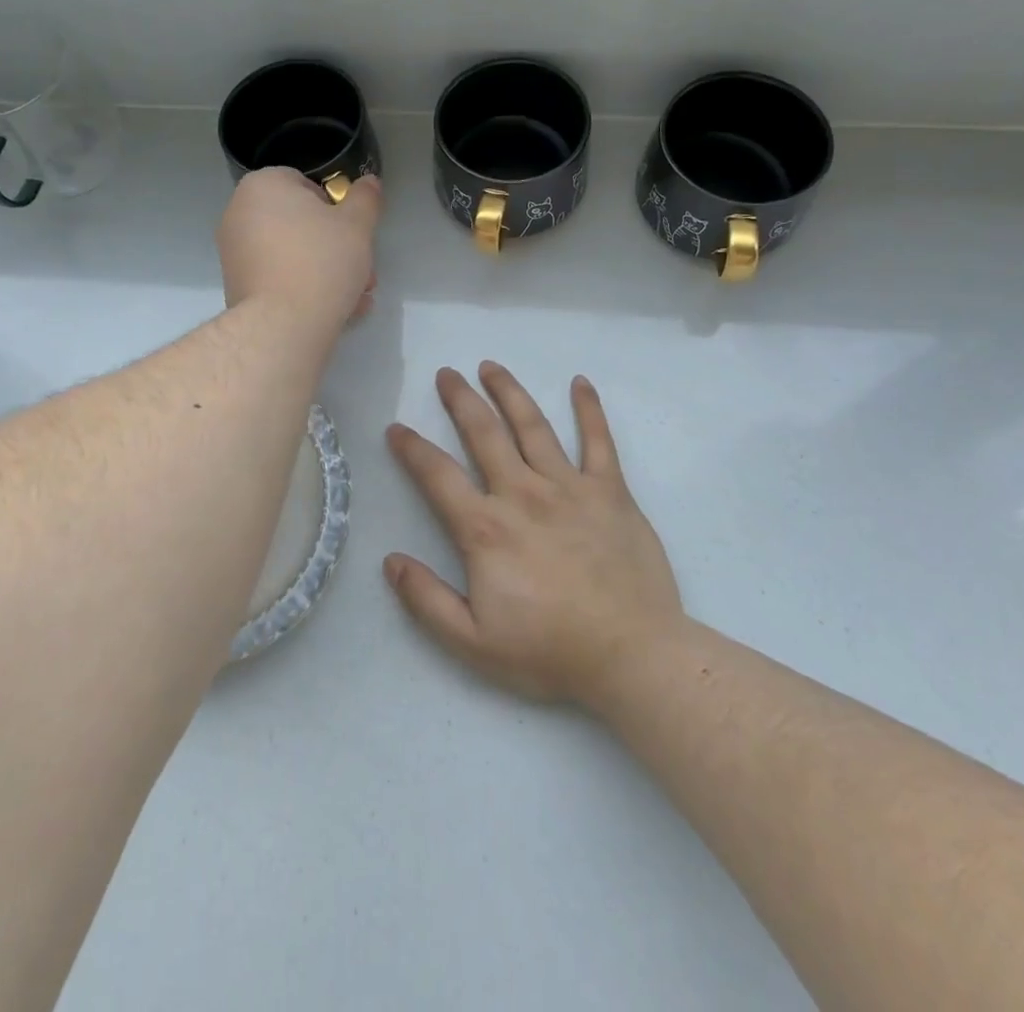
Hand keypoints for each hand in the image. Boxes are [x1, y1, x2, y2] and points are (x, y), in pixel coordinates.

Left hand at [216, 168, 381, 323]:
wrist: (282, 325)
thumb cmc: (321, 261)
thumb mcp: (357, 225)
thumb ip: (365, 198)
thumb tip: (369, 182)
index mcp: (262, 186)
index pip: (305, 184)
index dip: (335, 208)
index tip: (354, 234)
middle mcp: (239, 213)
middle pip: (299, 223)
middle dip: (335, 247)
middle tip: (362, 271)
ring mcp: (234, 252)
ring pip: (291, 254)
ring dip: (325, 271)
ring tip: (354, 297)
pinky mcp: (236, 286)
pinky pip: (277, 278)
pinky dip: (303, 288)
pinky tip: (333, 312)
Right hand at [384, 364, 682, 705]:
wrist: (633, 656)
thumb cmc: (550, 651)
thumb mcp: (473, 642)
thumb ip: (426, 600)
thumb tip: (390, 560)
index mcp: (486, 529)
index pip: (438, 475)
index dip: (412, 449)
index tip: (397, 428)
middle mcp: (523, 494)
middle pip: (485, 433)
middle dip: (462, 399)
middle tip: (447, 373)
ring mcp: (570, 487)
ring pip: (533, 426)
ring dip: (510, 392)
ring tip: (491, 367)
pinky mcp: (610, 492)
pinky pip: (599, 441)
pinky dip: (589, 409)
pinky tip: (580, 383)